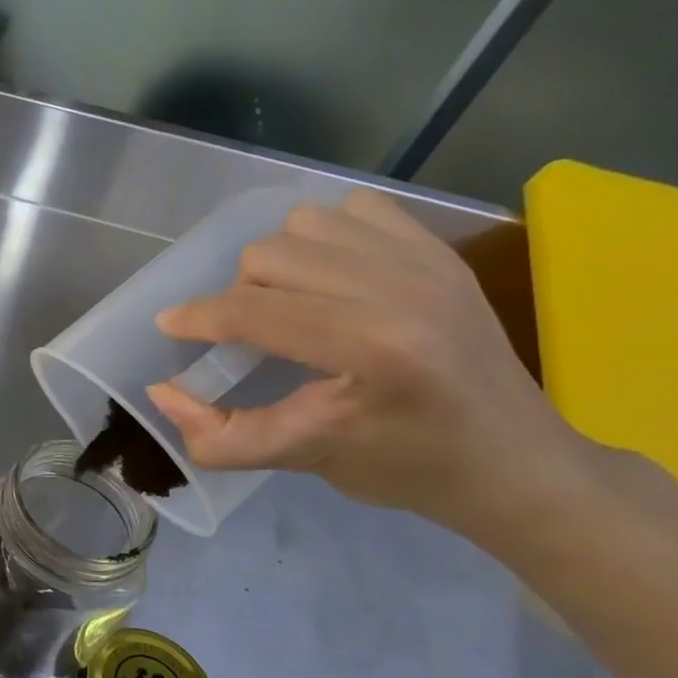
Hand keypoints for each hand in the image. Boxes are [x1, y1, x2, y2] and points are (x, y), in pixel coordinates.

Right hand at [145, 190, 590, 536]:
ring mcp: (426, 263)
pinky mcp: (440, 252)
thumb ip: (221, 435)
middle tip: (245, 333)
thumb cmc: (408, 469)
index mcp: (373, 348)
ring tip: (286, 300)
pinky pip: (355, 208)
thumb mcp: (304, 460)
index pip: (256, 311)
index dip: (198, 318)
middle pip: (269, 256)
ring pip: (305, 223)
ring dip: (278, 260)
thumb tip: (160, 392)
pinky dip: (325, 233)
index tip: (170, 327)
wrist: (517, 462)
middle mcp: (401, 290)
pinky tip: (328, 274)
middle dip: (238, 294)